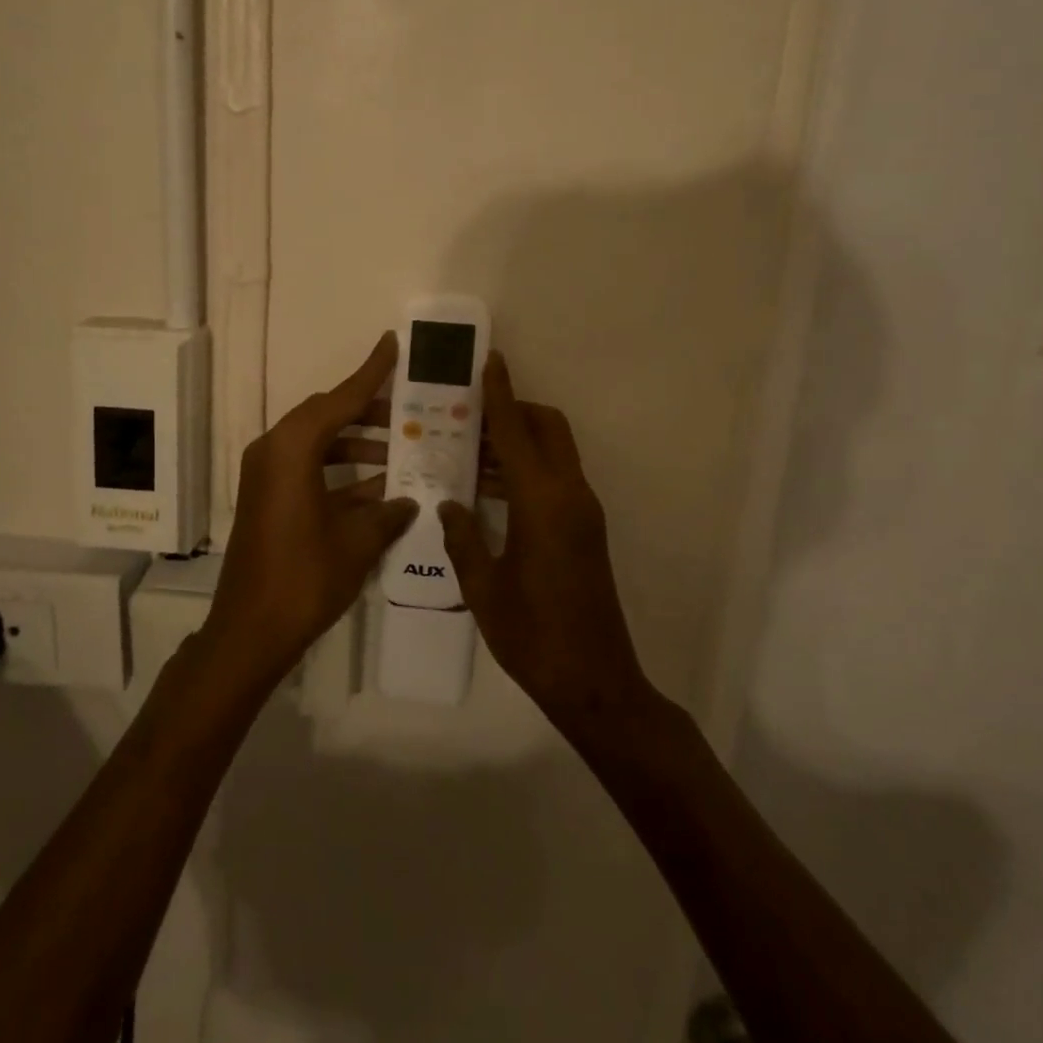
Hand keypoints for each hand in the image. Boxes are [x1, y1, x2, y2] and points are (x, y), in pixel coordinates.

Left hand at [202, 333, 418, 685]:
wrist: (249, 630)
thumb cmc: (304, 578)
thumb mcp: (357, 542)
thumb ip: (388, 513)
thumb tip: (410, 500)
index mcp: (291, 450)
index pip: (339, 399)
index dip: (370, 372)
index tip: (392, 343)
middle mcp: (273, 451)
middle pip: (326, 416)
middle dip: (368, 412)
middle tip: (409, 411)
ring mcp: (267, 476)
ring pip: (319, 444)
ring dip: (357, 445)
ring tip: (402, 450)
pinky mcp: (268, 498)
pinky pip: (309, 469)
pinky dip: (341, 473)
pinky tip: (380, 487)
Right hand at [438, 353, 654, 726]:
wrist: (594, 681)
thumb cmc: (533, 636)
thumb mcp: (483, 588)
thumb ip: (462, 537)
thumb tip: (448, 503)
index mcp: (543, 503)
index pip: (516, 433)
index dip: (501, 395)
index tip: (490, 360)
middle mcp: (570, 496)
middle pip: (547, 429)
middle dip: (514, 411)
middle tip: (468, 416)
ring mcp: (583, 512)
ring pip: (553, 453)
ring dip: (518, 443)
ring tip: (468, 449)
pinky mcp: (586, 529)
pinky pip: (555, 479)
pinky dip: (526, 470)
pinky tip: (490, 489)